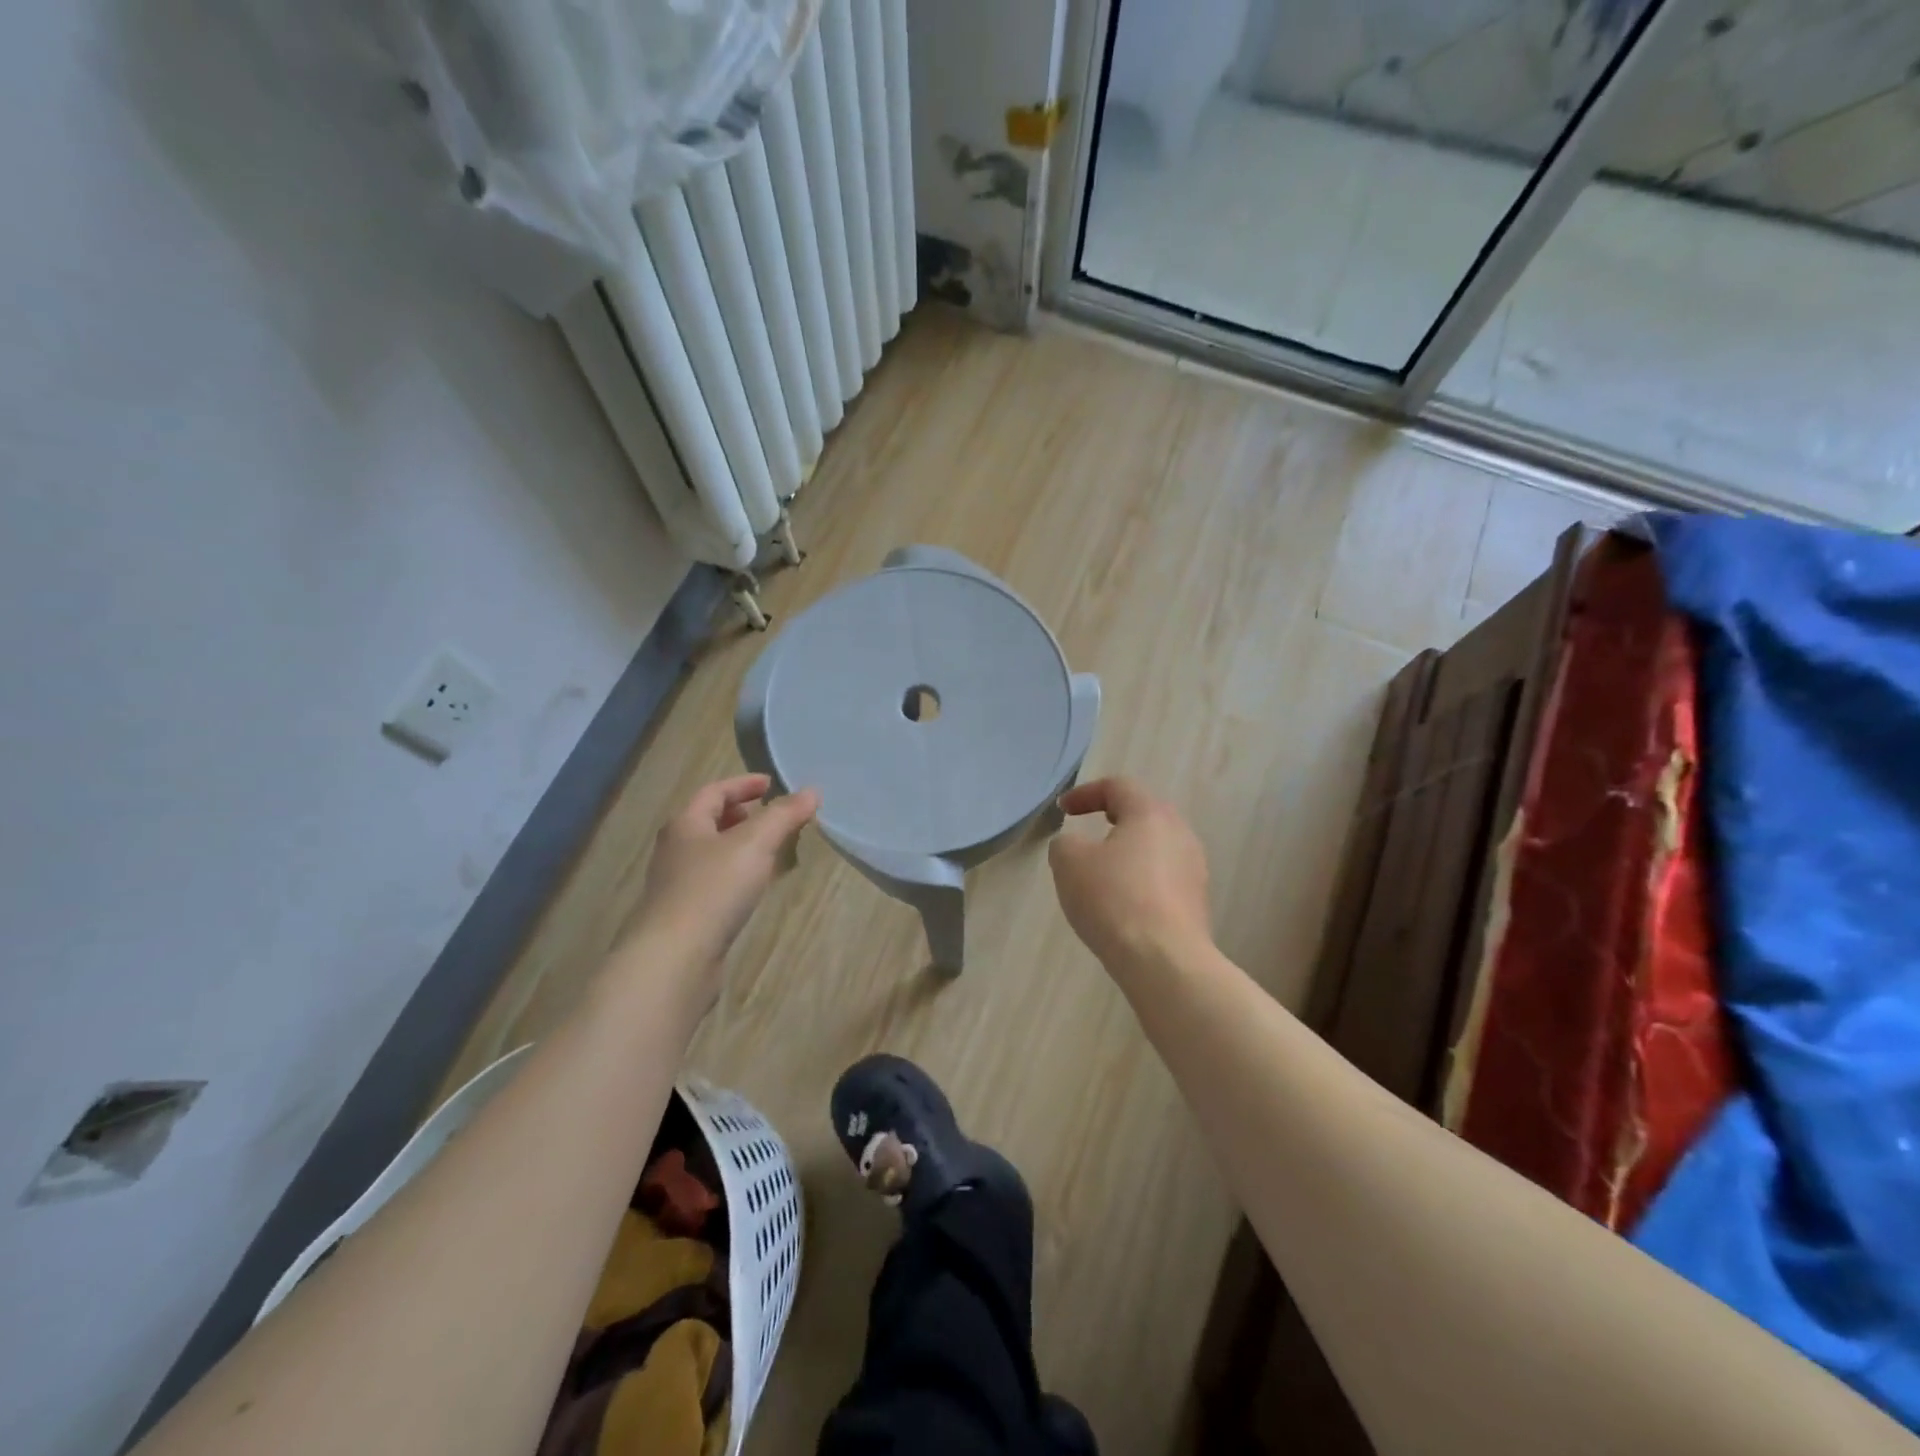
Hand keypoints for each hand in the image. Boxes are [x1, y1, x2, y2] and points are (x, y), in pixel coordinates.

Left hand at [624, 774, 819, 1002]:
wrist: (675, 959)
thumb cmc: (713, 890)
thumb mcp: (755, 844)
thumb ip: (783, 815)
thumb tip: (811, 791)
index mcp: (686, 825)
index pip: (714, 792)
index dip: (743, 784)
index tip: (770, 783)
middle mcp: (676, 850)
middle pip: (708, 822)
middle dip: (740, 815)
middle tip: (770, 817)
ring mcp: (677, 885)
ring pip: (712, 854)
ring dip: (740, 846)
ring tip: (770, 851)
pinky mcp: (686, 916)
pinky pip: (715, 883)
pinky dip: (737, 875)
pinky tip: (754, 888)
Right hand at [1048, 777, 1211, 970]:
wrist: (1164, 961)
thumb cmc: (1113, 899)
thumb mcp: (1069, 862)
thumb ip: (1065, 843)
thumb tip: (1074, 847)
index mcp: (1151, 814)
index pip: (1118, 787)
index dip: (1086, 793)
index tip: (1063, 810)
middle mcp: (1180, 834)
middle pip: (1143, 814)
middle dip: (1112, 819)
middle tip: (1087, 832)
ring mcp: (1194, 869)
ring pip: (1155, 848)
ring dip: (1127, 853)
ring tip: (1101, 873)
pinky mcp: (1197, 902)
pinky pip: (1163, 879)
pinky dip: (1139, 881)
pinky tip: (1121, 904)